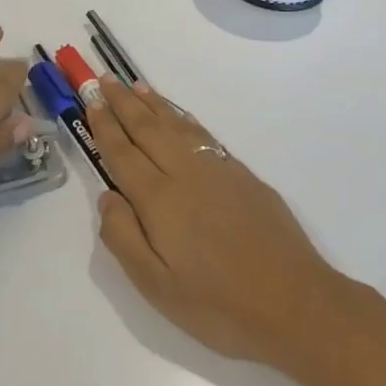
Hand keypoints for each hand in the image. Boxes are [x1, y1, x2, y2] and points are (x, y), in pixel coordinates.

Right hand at [87, 77, 347, 367]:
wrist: (294, 302)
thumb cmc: (218, 305)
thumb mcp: (156, 287)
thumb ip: (123, 238)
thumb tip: (107, 196)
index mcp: (159, 199)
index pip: (122, 152)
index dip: (105, 125)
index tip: (91, 100)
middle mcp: (185, 172)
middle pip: (147, 128)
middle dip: (123, 103)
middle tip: (104, 80)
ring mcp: (217, 169)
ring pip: (176, 126)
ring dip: (153, 104)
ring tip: (135, 86)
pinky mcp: (242, 175)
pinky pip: (202, 134)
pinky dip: (184, 119)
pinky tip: (179, 118)